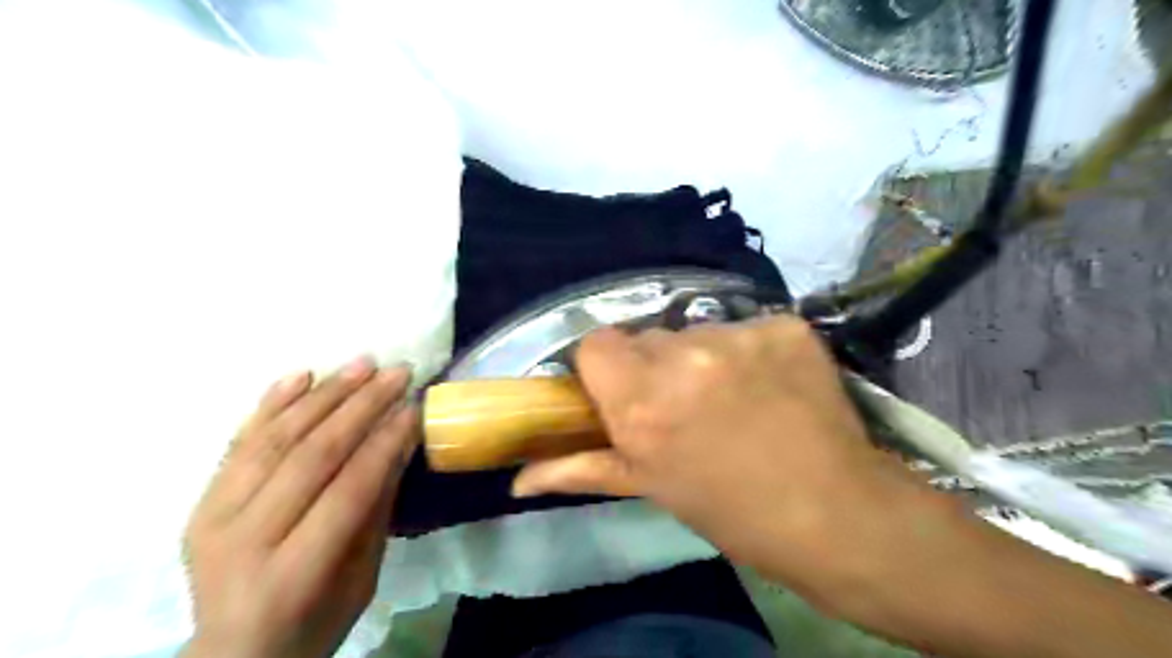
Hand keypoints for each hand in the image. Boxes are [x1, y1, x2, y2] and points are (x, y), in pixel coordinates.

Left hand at [181, 356, 417, 657]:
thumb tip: (401, 439)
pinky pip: (238, 442)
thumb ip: (377, 505)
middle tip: (397, 372)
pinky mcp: (200, 503)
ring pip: (275, 439)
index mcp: (294, 572)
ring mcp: (213, 518)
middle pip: (311, 454)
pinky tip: (302, 375)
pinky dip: (271, 404)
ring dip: (323, 394)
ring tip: (361, 364)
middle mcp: (246, 540)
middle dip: (361, 406)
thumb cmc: (316, 619)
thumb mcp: (363, 574)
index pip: (350, 488)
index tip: (415, 405)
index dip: (386, 442)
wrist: (236, 651)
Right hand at [514, 320, 1171, 657]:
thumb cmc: (732, 510)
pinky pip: (747, 327)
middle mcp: (684, 356)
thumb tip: (518, 479)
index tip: (626, 391)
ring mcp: (740, 335)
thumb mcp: (651, 487)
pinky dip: (752, 351)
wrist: (835, 513)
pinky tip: (772, 385)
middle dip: (656, 364)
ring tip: (734, 398)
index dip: (607, 368)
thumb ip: (580, 469)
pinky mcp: (785, 325)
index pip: (595, 343)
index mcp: (642, 401)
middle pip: (647, 335)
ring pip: (697, 330)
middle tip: (685, 403)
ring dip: (704, 357)